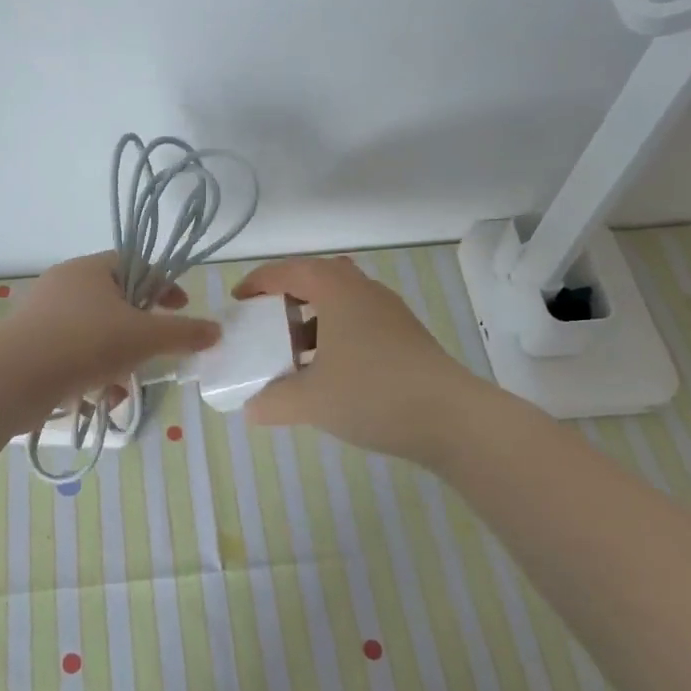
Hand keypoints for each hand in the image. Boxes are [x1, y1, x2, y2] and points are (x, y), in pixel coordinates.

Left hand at [1, 252, 219, 405]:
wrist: (14, 377)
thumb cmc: (86, 343)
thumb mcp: (146, 337)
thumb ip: (184, 333)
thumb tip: (215, 331)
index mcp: (91, 269)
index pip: (137, 265)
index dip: (164, 286)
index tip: (179, 310)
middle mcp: (64, 284)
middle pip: (115, 302)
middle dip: (139, 332)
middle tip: (153, 352)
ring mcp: (42, 315)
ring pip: (94, 333)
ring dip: (116, 358)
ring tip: (124, 386)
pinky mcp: (29, 346)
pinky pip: (71, 353)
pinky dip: (90, 372)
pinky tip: (98, 399)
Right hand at [232, 255, 480, 466]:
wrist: (452, 419)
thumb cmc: (373, 394)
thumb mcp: (310, 401)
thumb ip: (272, 402)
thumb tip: (250, 408)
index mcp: (337, 291)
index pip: (288, 271)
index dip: (258, 282)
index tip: (238, 302)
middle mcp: (364, 292)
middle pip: (319, 278)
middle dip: (289, 295)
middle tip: (268, 321)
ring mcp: (390, 314)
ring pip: (341, 303)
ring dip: (313, 320)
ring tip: (293, 353)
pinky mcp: (406, 338)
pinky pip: (358, 324)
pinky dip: (335, 337)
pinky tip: (328, 374)